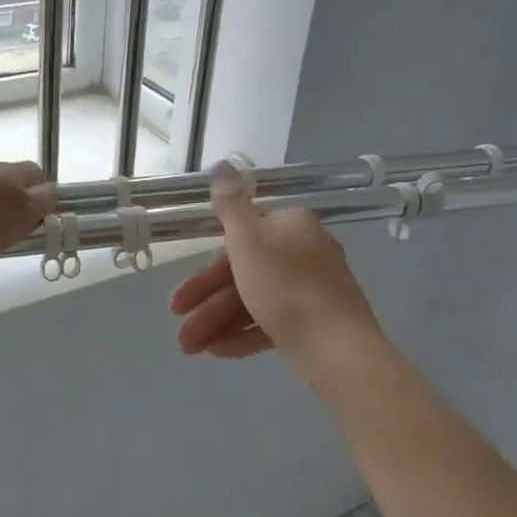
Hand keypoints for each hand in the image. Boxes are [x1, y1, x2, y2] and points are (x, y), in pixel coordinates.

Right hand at [171, 161, 384, 370]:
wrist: (336, 347)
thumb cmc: (285, 287)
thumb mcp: (247, 239)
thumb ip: (229, 204)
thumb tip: (223, 164)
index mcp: (291, 226)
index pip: (239, 241)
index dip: (204, 271)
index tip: (180, 298)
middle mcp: (305, 252)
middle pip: (244, 275)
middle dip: (207, 306)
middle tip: (180, 334)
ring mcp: (313, 290)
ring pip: (254, 302)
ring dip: (219, 324)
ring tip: (191, 349)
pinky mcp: (316, 322)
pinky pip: (272, 322)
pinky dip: (244, 335)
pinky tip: (218, 352)